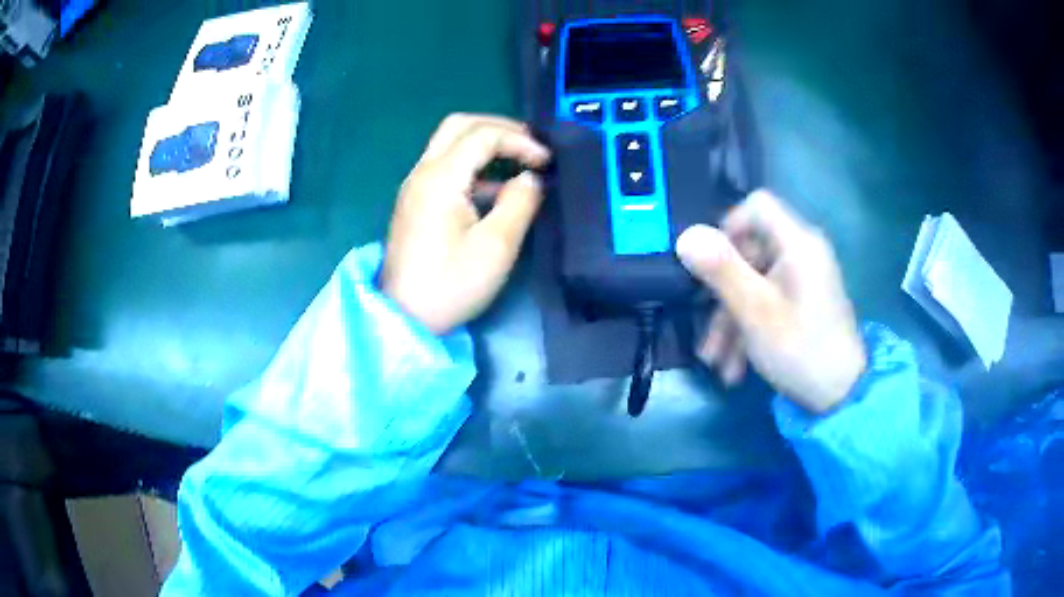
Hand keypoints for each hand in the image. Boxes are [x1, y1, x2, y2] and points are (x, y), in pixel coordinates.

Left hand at [383, 114, 550, 334]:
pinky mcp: (415, 203)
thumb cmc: (451, 284)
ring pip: (450, 144)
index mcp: (440, 177)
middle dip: (499, 128)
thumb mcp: (496, 246)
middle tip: (530, 144)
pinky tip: (496, 190)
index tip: (547, 162)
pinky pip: (445, 167)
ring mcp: (415, 186)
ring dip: (485, 145)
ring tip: (519, 161)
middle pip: (459, 126)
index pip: (483, 135)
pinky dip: (473, 166)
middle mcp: (422, 172)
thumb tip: (531, 178)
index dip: (520, 141)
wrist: (404, 317)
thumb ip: (520, 203)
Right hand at [675, 190, 866, 413]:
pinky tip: (736, 368)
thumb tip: (686, 235)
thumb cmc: (801, 349)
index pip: (758, 206)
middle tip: (707, 330)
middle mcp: (802, 254)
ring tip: (716, 363)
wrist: (841, 395)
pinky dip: (750, 329)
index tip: (709, 263)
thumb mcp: (755, 312)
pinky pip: (769, 302)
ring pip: (756, 284)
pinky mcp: (803, 303)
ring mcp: (803, 280)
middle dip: (724, 294)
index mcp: (798, 244)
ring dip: (732, 322)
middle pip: (751, 252)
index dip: (729, 226)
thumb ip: (722, 270)